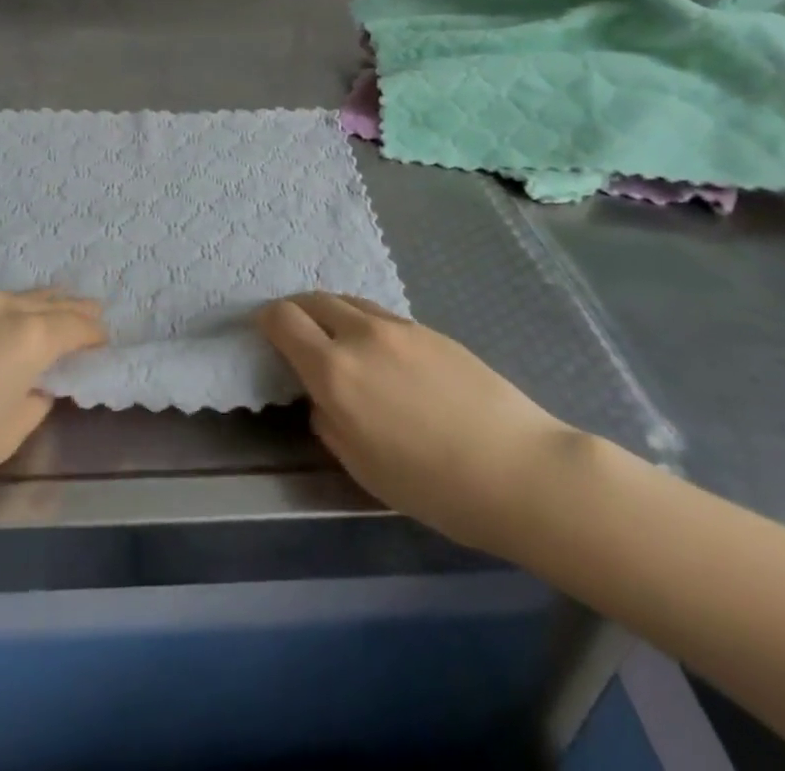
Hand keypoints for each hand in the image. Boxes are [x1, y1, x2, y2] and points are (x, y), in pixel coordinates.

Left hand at [0, 290, 105, 522]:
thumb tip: (37, 384)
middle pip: (48, 300)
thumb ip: (34, 402)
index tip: (104, 341)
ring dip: (37, 303)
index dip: (94, 333)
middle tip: (93, 310)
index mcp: (28, 336)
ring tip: (51, 308)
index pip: (75, 325)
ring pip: (13, 296)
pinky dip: (1, 310)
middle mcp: (0, 306)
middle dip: (73, 307)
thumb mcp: (4, 436)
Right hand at [257, 292, 580, 558]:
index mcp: (334, 370)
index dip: (266, 321)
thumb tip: (322, 399)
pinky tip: (383, 358)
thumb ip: (329, 423)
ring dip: (330, 315)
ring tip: (339, 345)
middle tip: (296, 337)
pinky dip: (364, 325)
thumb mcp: (363, 468)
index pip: (283, 319)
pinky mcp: (429, 329)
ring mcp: (398, 327)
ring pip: (348, 302)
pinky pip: (381, 315)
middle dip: (295, 312)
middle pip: (312, 299)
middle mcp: (360, 335)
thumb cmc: (434, 485)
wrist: (519, 470)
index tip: (265, 335)